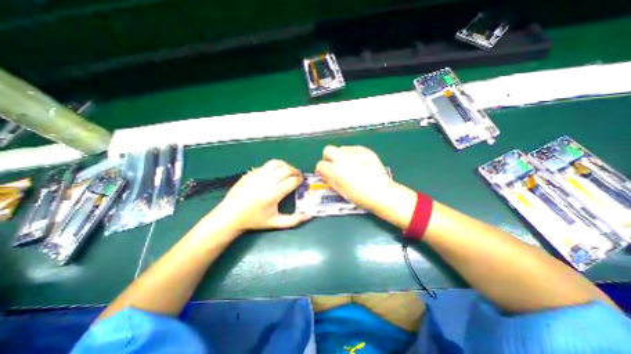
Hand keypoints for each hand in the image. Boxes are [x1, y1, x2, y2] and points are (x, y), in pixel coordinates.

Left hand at [212, 160, 308, 231]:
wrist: (230, 216)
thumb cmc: (254, 220)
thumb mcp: (275, 223)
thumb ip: (293, 220)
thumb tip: (309, 215)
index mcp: (272, 194)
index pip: (292, 181)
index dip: (299, 180)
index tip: (302, 181)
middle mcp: (265, 182)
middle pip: (286, 169)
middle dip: (295, 171)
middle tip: (297, 176)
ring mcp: (256, 175)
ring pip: (276, 163)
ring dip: (285, 165)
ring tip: (288, 171)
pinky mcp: (250, 173)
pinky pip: (266, 165)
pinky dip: (274, 167)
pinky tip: (274, 174)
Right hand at [314, 145, 392, 210]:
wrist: (381, 193)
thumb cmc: (360, 196)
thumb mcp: (340, 191)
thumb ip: (331, 180)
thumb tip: (326, 175)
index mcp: (335, 170)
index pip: (320, 165)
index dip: (322, 171)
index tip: (325, 174)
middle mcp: (343, 158)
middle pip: (328, 150)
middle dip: (329, 158)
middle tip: (334, 166)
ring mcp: (355, 153)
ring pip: (341, 148)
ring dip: (341, 156)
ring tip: (349, 165)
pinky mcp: (365, 150)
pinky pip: (354, 149)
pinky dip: (353, 155)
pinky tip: (359, 163)